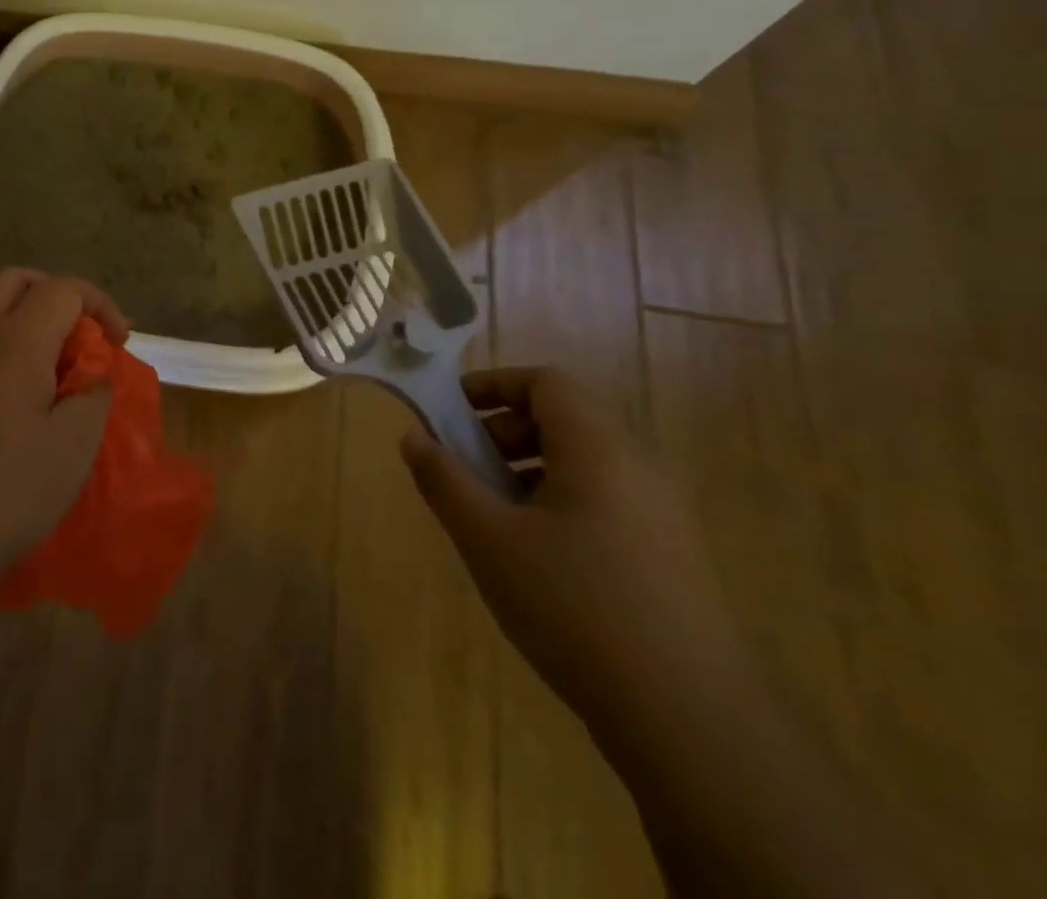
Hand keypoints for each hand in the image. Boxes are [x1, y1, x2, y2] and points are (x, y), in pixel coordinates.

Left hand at [0, 268, 131, 606]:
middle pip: (13, 279)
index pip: (63, 289)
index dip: (99, 304)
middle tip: (76, 334)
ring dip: (15, 312)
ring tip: (37, 360)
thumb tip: (93, 375)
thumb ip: (92, 398)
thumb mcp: (71, 452)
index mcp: (15, 340)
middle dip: (53, 293)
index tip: (118, 341)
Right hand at [399, 367, 758, 737]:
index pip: (547, 382)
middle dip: (504, 429)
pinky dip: (559, 500)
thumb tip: (413, 438)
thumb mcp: (488, 538)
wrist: (689, 720)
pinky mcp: (671, 555)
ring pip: (584, 461)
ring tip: (493, 513)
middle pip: (565, 418)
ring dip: (529, 467)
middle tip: (466, 465)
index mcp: (599, 449)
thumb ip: (444, 480)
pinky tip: (535, 554)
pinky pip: (605, 498)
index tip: (451, 411)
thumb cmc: (574, 606)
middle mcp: (639, 467)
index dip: (494, 385)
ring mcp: (662, 514)